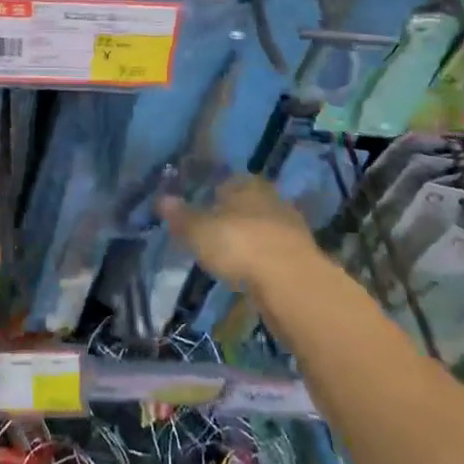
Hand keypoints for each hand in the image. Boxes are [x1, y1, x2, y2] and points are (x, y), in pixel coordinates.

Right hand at [160, 176, 318, 295]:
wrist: (292, 283)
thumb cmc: (238, 244)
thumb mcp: (198, 230)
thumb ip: (180, 215)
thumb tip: (161, 199)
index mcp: (244, 183)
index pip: (223, 180)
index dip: (208, 193)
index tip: (195, 209)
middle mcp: (269, 197)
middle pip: (244, 203)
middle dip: (229, 215)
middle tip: (210, 232)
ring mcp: (289, 226)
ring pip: (260, 226)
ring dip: (247, 238)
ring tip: (227, 255)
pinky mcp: (301, 255)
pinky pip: (272, 250)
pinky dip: (260, 258)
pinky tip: (249, 270)